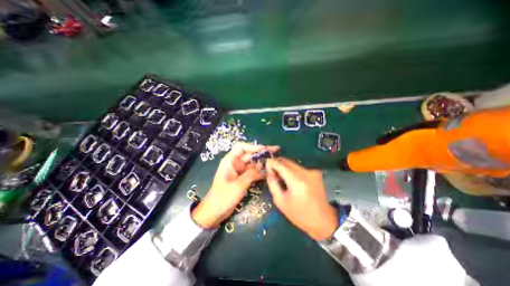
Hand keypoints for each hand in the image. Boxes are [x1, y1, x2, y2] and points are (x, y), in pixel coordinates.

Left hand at [192, 144, 280, 227]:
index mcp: (230, 160)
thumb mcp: (238, 185)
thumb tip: (262, 166)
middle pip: (249, 154)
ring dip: (262, 162)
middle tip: (275, 151)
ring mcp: (239, 171)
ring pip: (252, 163)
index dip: (254, 146)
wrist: (215, 211)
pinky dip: (259, 171)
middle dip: (261, 153)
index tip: (266, 149)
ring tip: (274, 162)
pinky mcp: (242, 178)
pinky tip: (268, 172)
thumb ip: (251, 174)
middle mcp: (235, 163)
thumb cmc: (223, 196)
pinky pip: (252, 171)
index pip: (242, 147)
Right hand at [265, 157, 337, 239]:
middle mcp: (305, 172)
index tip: (266, 163)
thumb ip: (272, 183)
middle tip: (271, 171)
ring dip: (284, 167)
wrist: (323, 220)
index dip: (271, 162)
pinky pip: (299, 168)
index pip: (280, 164)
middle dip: (277, 163)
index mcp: (296, 180)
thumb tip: (269, 170)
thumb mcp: (280, 201)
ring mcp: (312, 171)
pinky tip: (290, 179)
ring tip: (280, 176)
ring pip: (292, 163)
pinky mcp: (315, 172)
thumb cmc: (299, 214)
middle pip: (287, 161)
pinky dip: (292, 170)